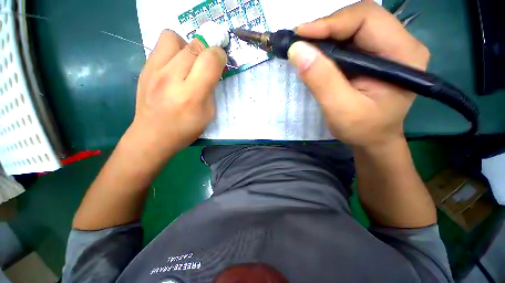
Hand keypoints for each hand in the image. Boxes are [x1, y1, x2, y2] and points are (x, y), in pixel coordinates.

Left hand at [123, 30, 226, 159]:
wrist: (152, 135)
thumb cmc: (185, 129)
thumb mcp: (208, 114)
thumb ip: (211, 90)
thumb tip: (211, 71)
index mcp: (191, 94)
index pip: (209, 60)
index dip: (219, 56)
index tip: (220, 62)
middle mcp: (171, 78)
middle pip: (194, 45)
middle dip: (206, 50)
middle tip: (206, 64)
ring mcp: (153, 70)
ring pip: (173, 37)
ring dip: (186, 46)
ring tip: (187, 62)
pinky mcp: (143, 68)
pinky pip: (160, 46)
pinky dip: (173, 51)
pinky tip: (174, 67)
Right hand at [288, 0, 429, 147]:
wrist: (373, 140)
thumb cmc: (362, 130)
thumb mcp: (341, 110)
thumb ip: (321, 80)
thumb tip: (297, 50)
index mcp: (404, 55)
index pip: (367, 19)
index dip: (331, 23)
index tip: (300, 35)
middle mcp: (401, 44)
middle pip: (360, 18)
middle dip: (326, 27)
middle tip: (300, 43)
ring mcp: (388, 48)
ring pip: (353, 26)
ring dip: (325, 36)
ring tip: (305, 49)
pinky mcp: (375, 55)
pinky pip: (349, 40)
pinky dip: (329, 45)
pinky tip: (316, 56)